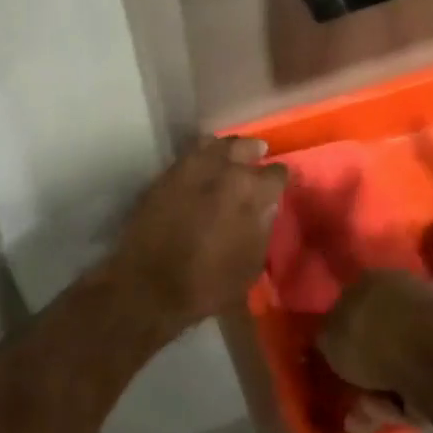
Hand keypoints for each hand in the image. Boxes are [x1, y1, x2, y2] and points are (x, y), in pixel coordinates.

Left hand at [111, 137, 287, 334]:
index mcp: (248, 191)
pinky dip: (202, 157)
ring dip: (226, 149)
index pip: (276, 173)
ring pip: (214, 144)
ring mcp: (188, 169)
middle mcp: (220, 170)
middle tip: (259, 157)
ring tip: (231, 157)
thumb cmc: (208, 284)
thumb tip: (267, 205)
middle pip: (243, 147)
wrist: (147, 288)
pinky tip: (205, 168)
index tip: (284, 182)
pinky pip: (189, 156)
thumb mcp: (250, 264)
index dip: (283, 178)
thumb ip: (262, 227)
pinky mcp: (164, 176)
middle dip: (254, 152)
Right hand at [318, 270, 432, 400]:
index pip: (352, 303)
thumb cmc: (375, 342)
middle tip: (363, 401)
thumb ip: (326, 337)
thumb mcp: (330, 341)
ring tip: (385, 411)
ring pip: (404, 356)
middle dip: (370, 372)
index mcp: (372, 277)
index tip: (342, 365)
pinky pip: (428, 368)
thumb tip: (328, 337)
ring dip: (390, 387)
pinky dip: (417, 388)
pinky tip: (410, 408)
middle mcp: (404, 285)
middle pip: (380, 334)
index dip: (345, 336)